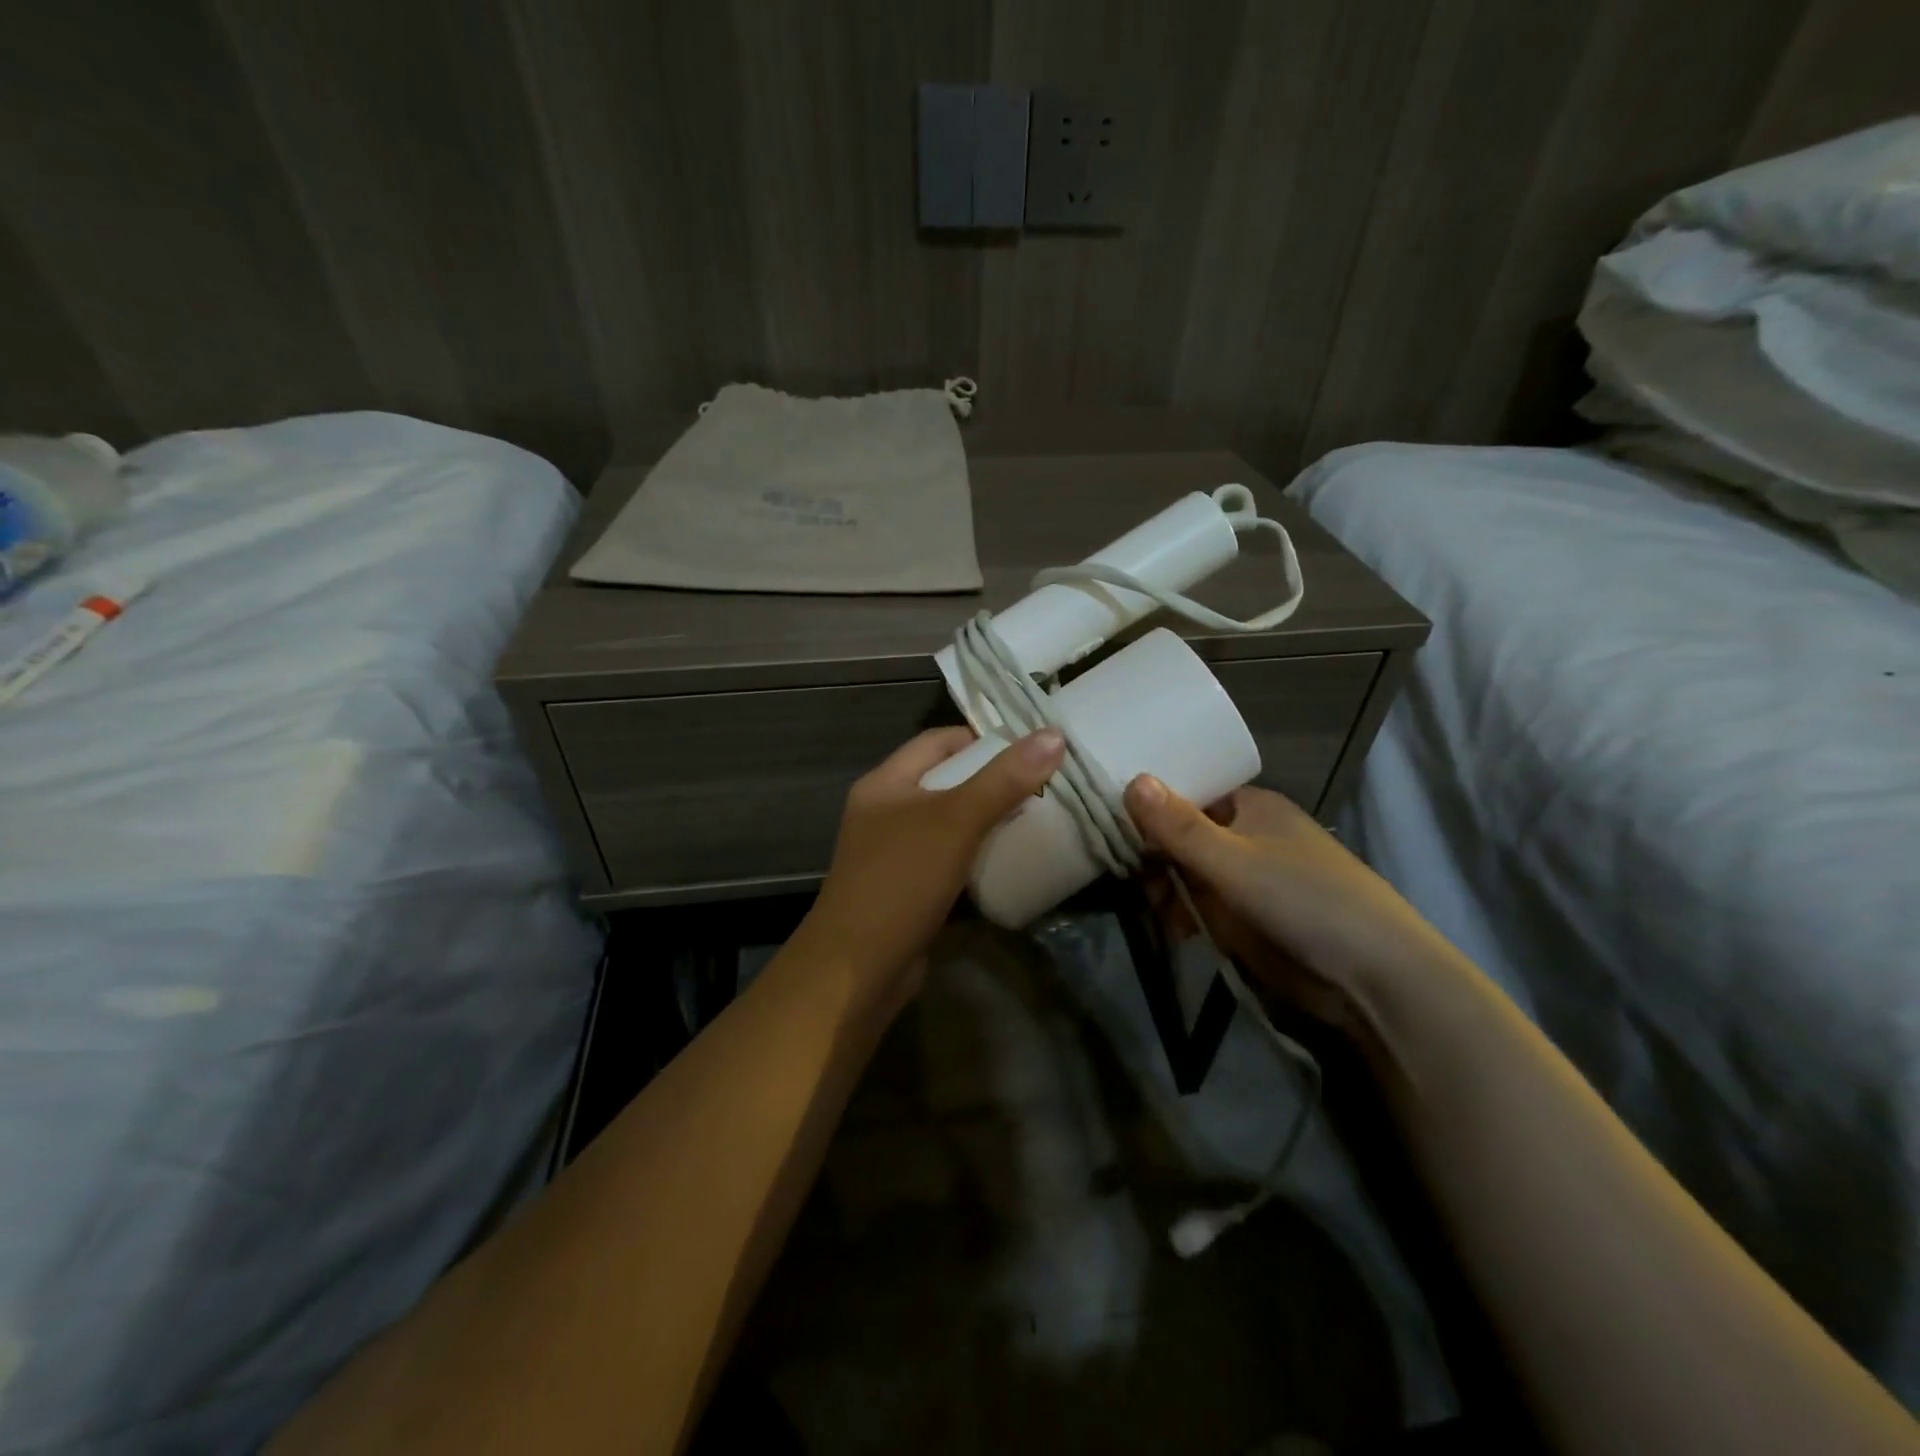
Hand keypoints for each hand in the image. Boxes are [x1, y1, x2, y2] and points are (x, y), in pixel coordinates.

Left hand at [799, 726, 1066, 1001]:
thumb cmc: (901, 881)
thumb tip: (1054, 735)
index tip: (1030, 750)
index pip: (938, 741)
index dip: (982, 739)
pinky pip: (948, 857)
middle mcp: (885, 811)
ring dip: (986, 818)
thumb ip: (1003, 780)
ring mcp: (893, 852)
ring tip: (1035, 818)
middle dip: (991, 780)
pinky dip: (976, 853)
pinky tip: (1009, 859)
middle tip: (1043, 785)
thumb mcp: (955, 822)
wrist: (857, 971)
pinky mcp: (907, 888)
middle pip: (945, 780)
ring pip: (948, 821)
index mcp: (885, 783)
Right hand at [1124, 778, 1451, 1028]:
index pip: (1186, 792)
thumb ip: (1178, 827)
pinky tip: (1175, 929)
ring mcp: (1246, 878)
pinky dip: (1183, 914)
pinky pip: (1201, 905)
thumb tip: (1131, 779)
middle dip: (1153, 854)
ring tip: (1154, 908)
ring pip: (1187, 872)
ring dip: (1165, 888)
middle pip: (1181, 834)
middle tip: (1127, 875)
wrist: (1372, 976)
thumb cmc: (1303, 899)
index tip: (1110, 820)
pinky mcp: (1246, 917)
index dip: (1149, 804)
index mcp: (1249, 806)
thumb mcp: (1233, 860)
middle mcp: (1246, 835)